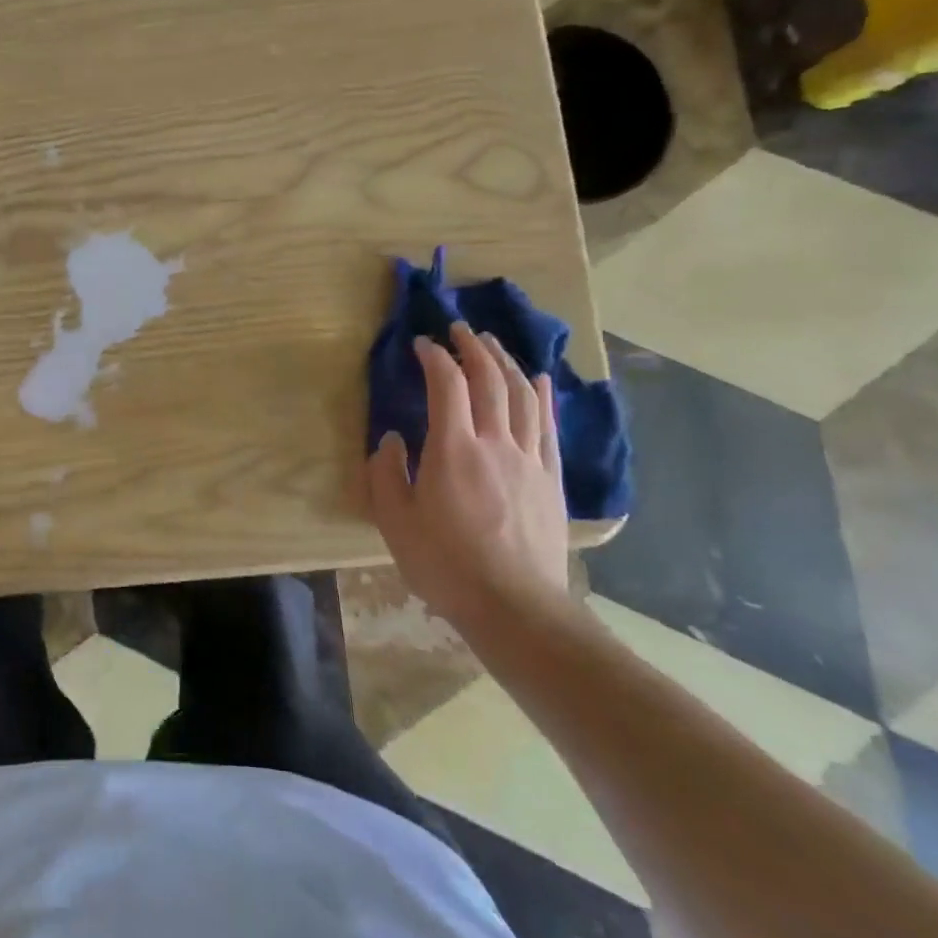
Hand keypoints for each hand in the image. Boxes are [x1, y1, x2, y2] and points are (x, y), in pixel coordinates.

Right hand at [365, 322, 570, 636]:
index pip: (446, 385)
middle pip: (490, 380)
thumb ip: (386, 474)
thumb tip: (391, 440)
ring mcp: (529, 459)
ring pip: (523, 396)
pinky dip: (544, 396)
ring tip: (492, 344)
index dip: (434, 357)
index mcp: (453, 449)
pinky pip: (550, 426)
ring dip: (506, 362)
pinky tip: (541, 379)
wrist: (515, 607)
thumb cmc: (446, 565)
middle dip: (473, 348)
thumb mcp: (396, 522)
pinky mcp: (551, 478)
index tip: (421, 345)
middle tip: (459, 329)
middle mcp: (495, 443)